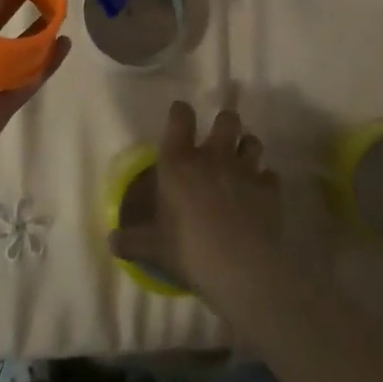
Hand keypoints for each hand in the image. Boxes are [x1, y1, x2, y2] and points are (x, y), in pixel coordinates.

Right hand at [108, 102, 282, 299]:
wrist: (241, 268)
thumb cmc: (188, 249)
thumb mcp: (152, 247)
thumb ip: (131, 240)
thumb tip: (111, 242)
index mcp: (179, 160)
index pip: (181, 116)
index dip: (181, 112)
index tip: (180, 117)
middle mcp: (213, 155)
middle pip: (227, 118)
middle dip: (225, 125)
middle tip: (219, 142)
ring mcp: (245, 170)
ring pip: (253, 141)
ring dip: (247, 148)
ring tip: (242, 162)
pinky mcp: (270, 190)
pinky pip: (271, 175)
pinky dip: (266, 181)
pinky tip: (261, 195)